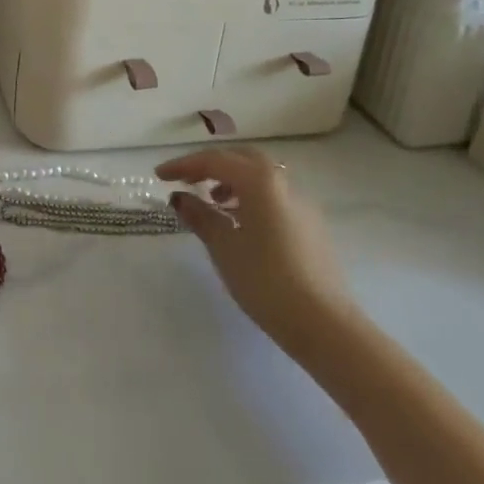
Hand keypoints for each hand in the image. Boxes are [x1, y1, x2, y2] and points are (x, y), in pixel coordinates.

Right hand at [158, 147, 352, 349]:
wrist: (324, 324)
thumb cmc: (265, 281)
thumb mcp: (223, 247)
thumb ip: (200, 216)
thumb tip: (179, 197)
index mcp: (260, 181)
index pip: (214, 161)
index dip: (183, 166)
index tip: (159, 176)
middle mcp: (283, 182)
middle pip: (242, 159)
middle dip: (212, 165)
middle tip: (188, 180)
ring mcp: (301, 204)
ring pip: (261, 177)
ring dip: (233, 181)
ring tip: (213, 203)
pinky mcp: (311, 225)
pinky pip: (274, 196)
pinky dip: (251, 197)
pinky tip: (240, 223)